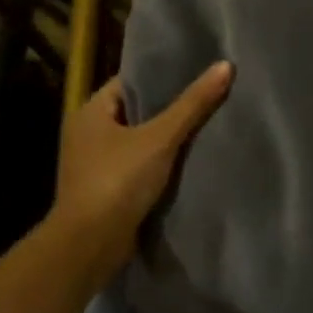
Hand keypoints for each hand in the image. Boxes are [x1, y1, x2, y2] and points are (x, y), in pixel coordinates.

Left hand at [42, 61, 233, 291]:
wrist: (89, 246)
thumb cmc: (118, 181)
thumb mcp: (160, 138)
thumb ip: (193, 104)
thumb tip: (225, 66)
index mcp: (90, 112)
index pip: (129, 82)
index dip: (162, 76)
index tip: (196, 72)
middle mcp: (87, 134)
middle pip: (136, 111)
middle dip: (169, 108)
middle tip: (208, 97)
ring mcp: (94, 164)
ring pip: (139, 141)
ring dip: (166, 138)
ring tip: (206, 125)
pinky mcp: (106, 190)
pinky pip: (138, 166)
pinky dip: (160, 163)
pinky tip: (190, 160)